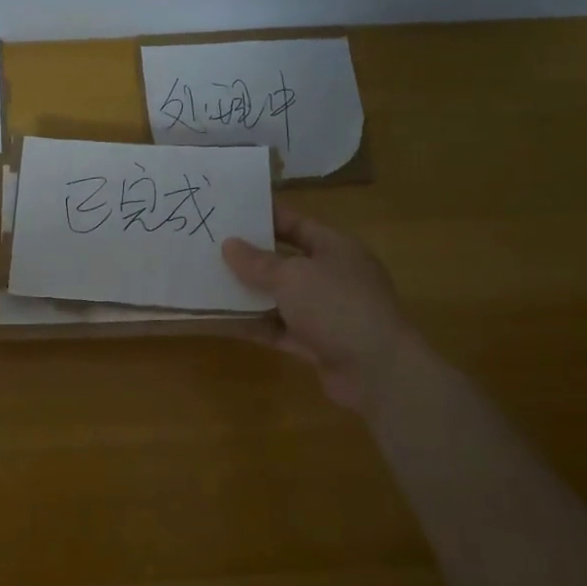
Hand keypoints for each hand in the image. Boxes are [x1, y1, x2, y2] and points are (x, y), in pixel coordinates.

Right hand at [222, 206, 413, 414]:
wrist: (377, 371)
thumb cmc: (337, 306)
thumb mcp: (292, 276)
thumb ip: (257, 262)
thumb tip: (229, 245)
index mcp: (335, 248)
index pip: (296, 224)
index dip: (265, 217)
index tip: (230, 214)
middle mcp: (332, 276)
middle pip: (286, 261)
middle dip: (251, 258)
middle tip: (211, 249)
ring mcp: (325, 312)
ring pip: (280, 297)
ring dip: (249, 294)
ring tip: (209, 283)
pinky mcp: (316, 343)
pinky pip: (278, 329)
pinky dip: (254, 325)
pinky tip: (222, 321)